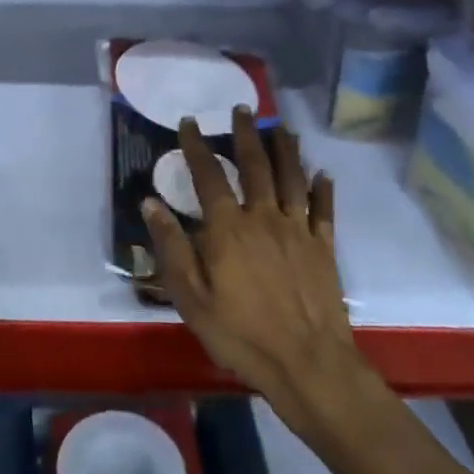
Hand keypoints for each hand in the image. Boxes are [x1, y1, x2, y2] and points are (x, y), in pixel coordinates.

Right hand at [143, 108, 376, 429]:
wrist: (308, 364)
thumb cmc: (241, 334)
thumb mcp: (190, 297)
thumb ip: (171, 246)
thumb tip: (150, 202)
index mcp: (228, 228)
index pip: (208, 175)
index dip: (196, 146)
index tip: (188, 122)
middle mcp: (263, 217)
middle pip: (255, 165)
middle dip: (246, 134)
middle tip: (242, 109)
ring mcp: (298, 231)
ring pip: (292, 178)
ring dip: (286, 149)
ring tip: (281, 128)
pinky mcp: (324, 248)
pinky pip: (323, 210)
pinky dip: (323, 188)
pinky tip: (322, 173)